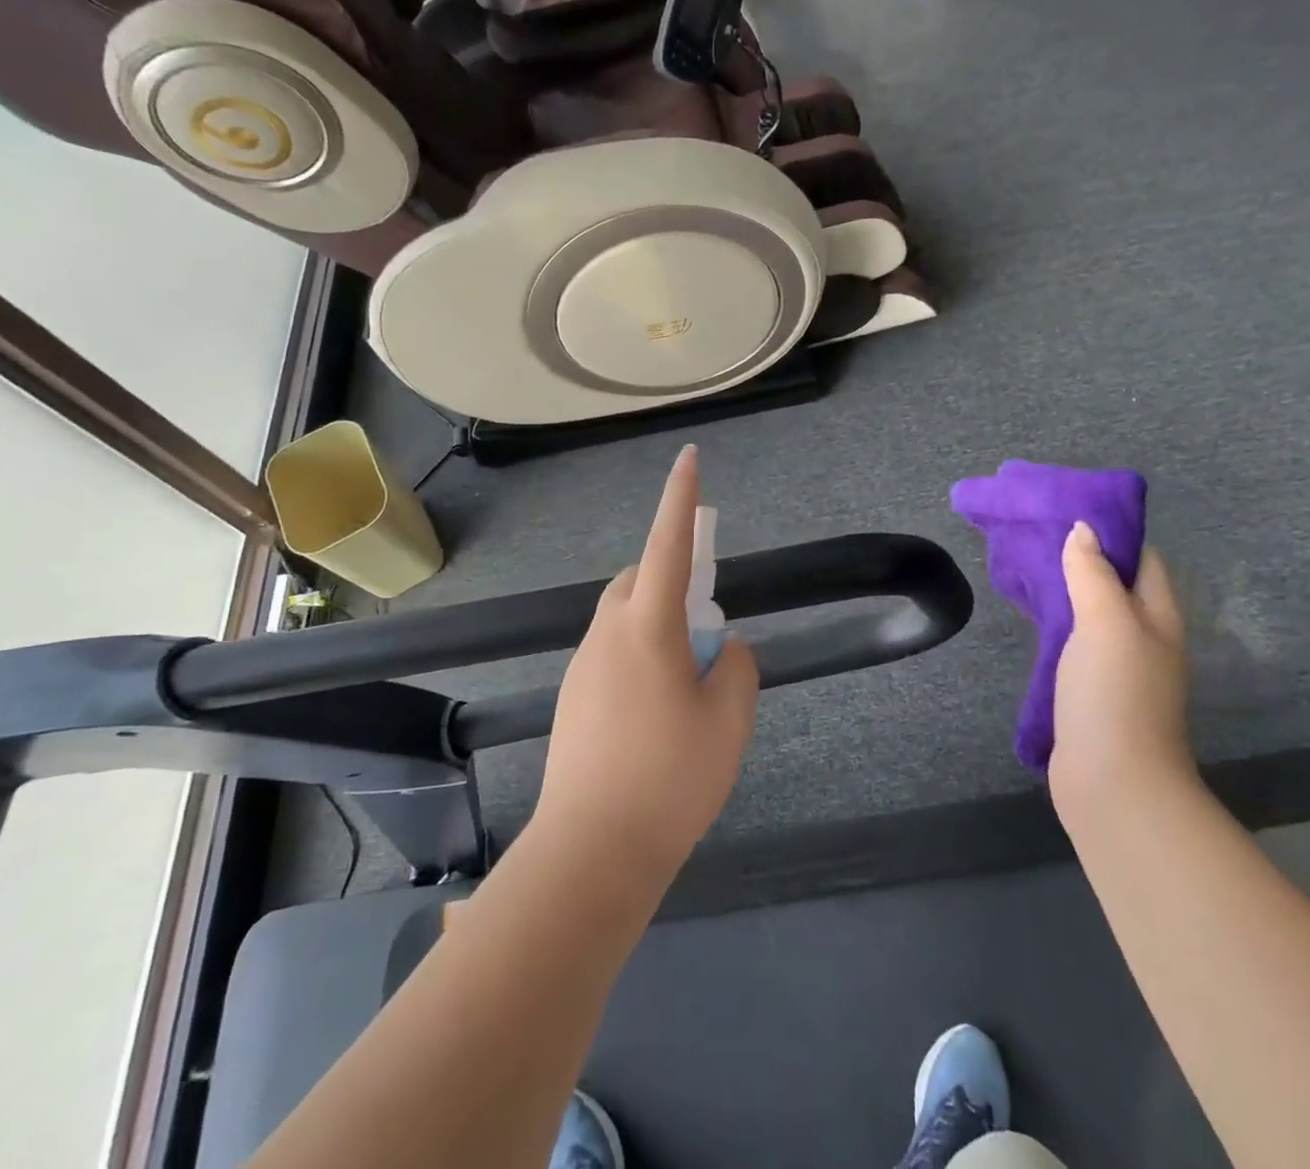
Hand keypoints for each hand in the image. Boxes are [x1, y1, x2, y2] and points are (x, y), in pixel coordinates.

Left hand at [535, 445, 759, 884]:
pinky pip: (612, 653)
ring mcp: (583, 666)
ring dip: (657, 625)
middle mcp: (607, 633)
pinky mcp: (573, 698)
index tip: (690, 458)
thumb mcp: (729, 719)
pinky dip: (640, 657)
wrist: (591, 852)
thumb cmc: (671, 778)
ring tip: (686, 685)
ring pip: (625, 619)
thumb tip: (721, 649)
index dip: (682, 499)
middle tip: (704, 631)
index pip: (670, 545)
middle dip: (673, 580)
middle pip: (640, 580)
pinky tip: (657, 715)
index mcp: (648, 626)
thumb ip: (736, 667)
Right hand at [1048, 521, 1195, 821]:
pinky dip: (1054, 626)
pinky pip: (1073, 645)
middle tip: (1034, 538)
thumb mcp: (1106, 623)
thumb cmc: (1115, 694)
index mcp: (1157, 618)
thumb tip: (1083, 529)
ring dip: (1065, 593)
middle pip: (1116, 586)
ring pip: (1091, 616)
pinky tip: (1029, 622)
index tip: (1067, 513)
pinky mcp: (1090, 693)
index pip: (1143, 561)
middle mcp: (1143, 639)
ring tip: (1024, 572)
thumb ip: (1093, 574)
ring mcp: (1117, 669)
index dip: (1112, 534)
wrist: (1113, 784)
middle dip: (1081, 559)